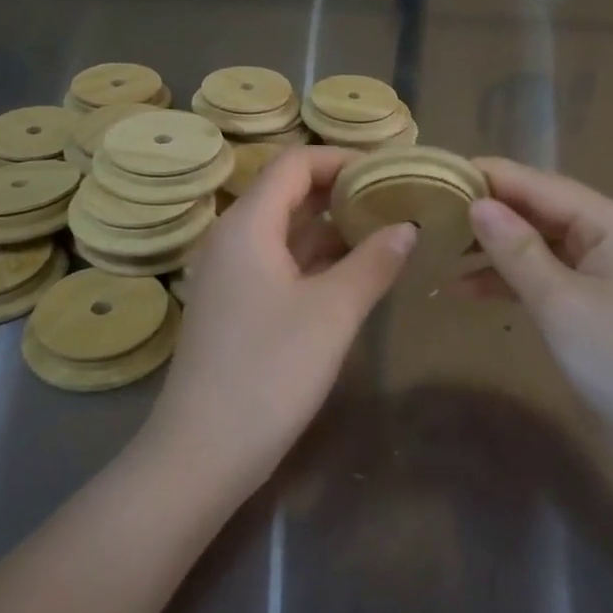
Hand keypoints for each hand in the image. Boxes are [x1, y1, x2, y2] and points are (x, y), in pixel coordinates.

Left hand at [145, 147, 414, 495]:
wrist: (204, 452)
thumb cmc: (270, 371)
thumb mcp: (333, 312)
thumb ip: (374, 262)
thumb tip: (407, 227)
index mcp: (247, 225)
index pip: (296, 163)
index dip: (343, 159)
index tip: (389, 171)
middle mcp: (233, 239)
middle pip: (289, 193)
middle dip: (342, 191)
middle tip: (395, 199)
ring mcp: (231, 275)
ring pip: (286, 230)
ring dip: (332, 226)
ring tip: (386, 229)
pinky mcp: (236, 305)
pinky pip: (280, 262)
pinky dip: (317, 258)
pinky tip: (355, 271)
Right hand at [464, 158, 612, 436]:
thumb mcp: (561, 303)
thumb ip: (516, 250)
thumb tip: (476, 204)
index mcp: (609, 222)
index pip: (539, 184)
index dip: (489, 177)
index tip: (437, 174)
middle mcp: (606, 234)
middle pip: (537, 209)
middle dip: (486, 212)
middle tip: (428, 212)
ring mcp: (599, 268)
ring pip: (535, 243)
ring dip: (492, 247)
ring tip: (437, 248)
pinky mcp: (590, 300)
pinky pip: (542, 274)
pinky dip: (507, 279)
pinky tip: (464, 287)